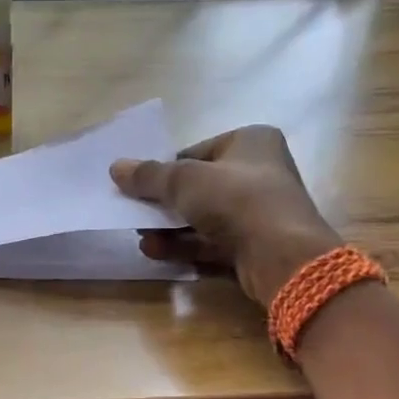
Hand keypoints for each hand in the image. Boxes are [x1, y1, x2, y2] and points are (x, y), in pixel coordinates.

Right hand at [110, 125, 340, 304]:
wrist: (282, 256)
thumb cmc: (236, 200)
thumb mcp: (184, 181)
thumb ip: (149, 175)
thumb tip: (116, 167)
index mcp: (251, 142)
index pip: (198, 152)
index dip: (167, 169)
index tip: (140, 186)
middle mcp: (258, 174)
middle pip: (198, 188)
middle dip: (164, 204)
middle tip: (134, 214)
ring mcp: (257, 214)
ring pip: (202, 218)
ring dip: (169, 229)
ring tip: (140, 237)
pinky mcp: (252, 247)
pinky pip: (210, 243)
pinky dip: (183, 247)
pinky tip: (154, 252)